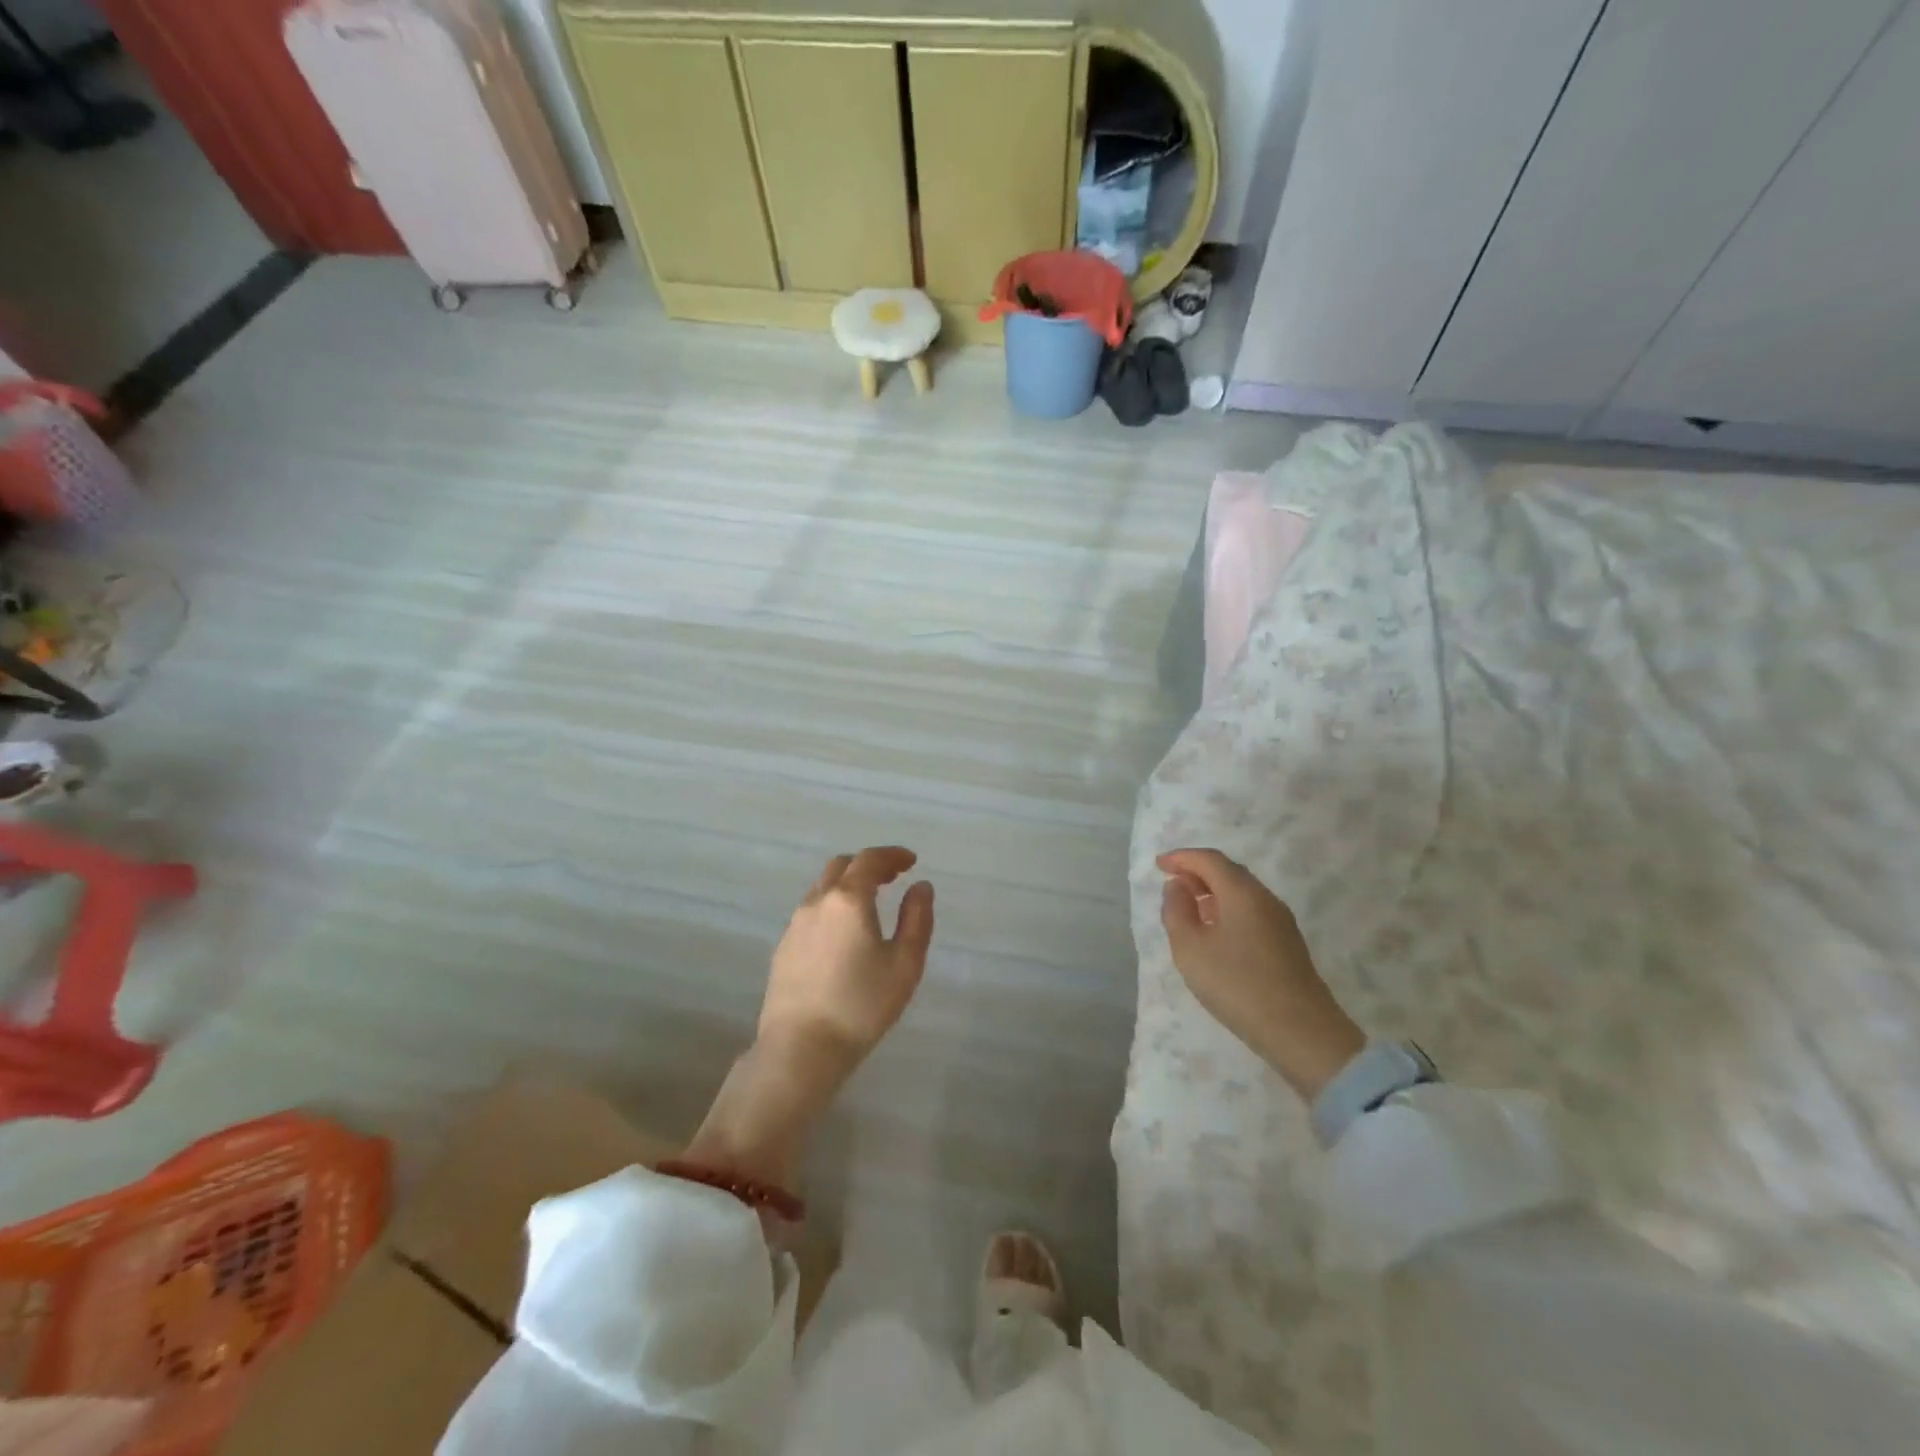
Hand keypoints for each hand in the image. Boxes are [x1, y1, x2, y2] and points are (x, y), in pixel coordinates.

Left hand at [758, 846, 934, 1075]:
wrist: (800, 1048)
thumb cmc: (861, 1006)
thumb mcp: (904, 964)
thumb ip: (917, 919)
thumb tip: (921, 887)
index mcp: (849, 899)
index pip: (870, 860)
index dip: (893, 855)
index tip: (911, 861)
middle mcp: (818, 902)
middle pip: (842, 866)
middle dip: (869, 865)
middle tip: (892, 877)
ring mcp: (795, 924)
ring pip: (822, 887)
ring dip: (848, 884)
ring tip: (870, 902)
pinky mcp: (783, 946)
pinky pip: (811, 910)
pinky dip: (832, 904)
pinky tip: (843, 931)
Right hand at [1157, 848, 1364, 1100]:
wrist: (1301, 1032)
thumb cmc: (1237, 985)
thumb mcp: (1190, 948)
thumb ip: (1177, 911)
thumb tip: (1177, 886)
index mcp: (1242, 893)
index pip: (1209, 860)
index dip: (1181, 857)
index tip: (1159, 864)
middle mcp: (1265, 898)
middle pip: (1229, 871)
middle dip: (1198, 871)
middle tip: (1172, 883)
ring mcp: (1281, 921)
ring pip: (1242, 892)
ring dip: (1213, 892)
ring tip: (1189, 907)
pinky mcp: (1287, 943)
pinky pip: (1251, 911)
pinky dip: (1227, 909)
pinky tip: (1215, 932)